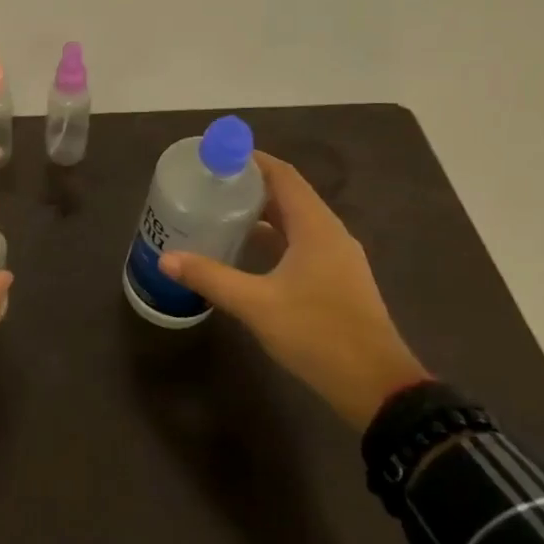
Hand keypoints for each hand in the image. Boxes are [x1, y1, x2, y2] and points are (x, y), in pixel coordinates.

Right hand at [158, 152, 428, 428]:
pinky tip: (248, 251)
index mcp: (316, 227)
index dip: (252, 160)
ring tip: (222, 212)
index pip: (283, 175)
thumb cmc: (317, 334)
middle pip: (289, 194)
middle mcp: (330, 233)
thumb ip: (211, 278)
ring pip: (296, 221)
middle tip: (210, 184)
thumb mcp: (257, 304)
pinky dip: (275, 237)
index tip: (217, 156)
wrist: (376, 386)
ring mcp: (337, 258)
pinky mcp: (337, 280)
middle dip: (251, 185)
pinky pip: (302, 243)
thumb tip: (167, 259)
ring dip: (263, 213)